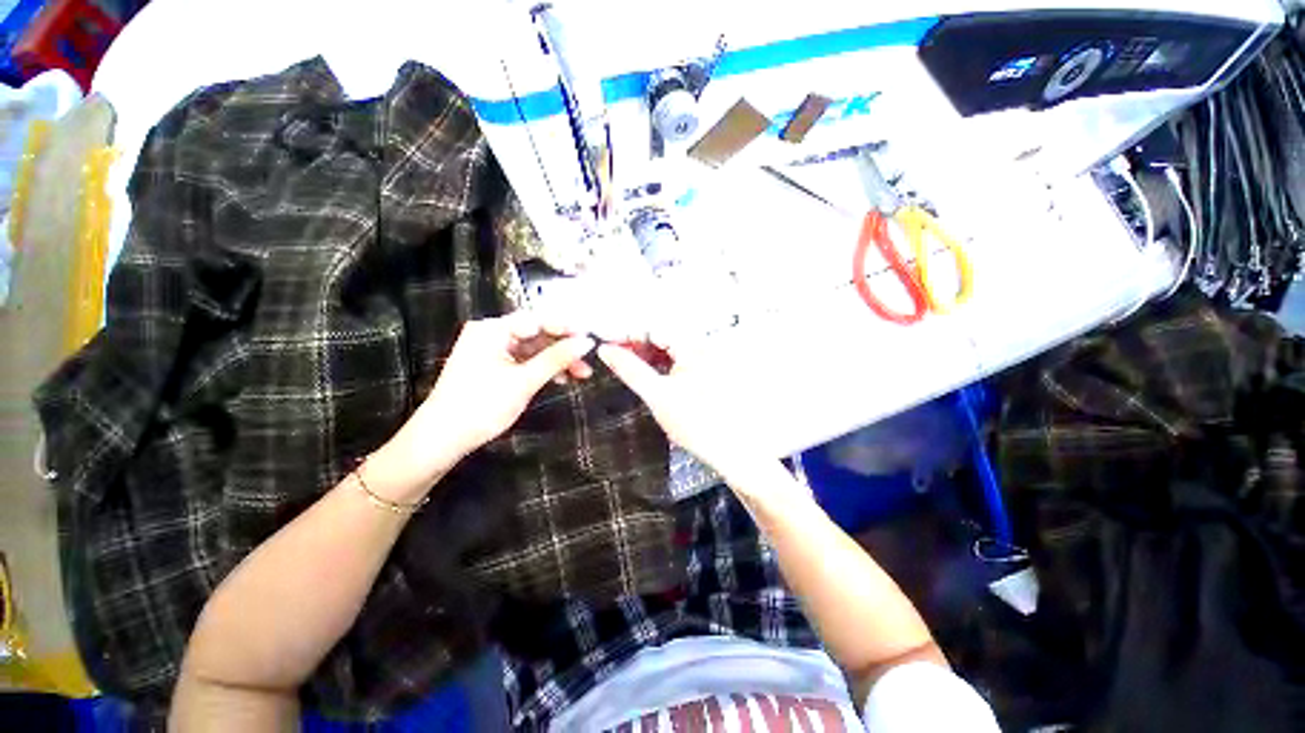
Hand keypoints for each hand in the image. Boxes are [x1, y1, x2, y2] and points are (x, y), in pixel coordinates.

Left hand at [374, 313, 594, 498]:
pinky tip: (561, 379)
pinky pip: (525, 360)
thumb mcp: (524, 381)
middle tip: (589, 361)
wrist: (442, 439)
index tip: (592, 338)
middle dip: (564, 348)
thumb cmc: (481, 406)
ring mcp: (492, 349)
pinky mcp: (494, 365)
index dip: (567, 328)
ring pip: (534, 349)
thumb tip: (587, 341)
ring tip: (582, 374)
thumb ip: (557, 358)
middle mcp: (492, 333)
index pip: (538, 320)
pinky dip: (543, 369)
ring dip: (557, 360)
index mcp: (493, 329)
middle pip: (537, 334)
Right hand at [597, 336, 758, 482]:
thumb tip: (606, 350)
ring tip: (625, 363)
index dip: (626, 332)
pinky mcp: (705, 371)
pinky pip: (677, 358)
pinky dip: (659, 363)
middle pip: (661, 334)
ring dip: (646, 352)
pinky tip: (647, 372)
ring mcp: (705, 358)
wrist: (732, 450)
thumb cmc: (697, 424)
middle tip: (612, 353)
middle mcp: (701, 346)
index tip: (604, 341)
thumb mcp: (657, 394)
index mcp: (692, 346)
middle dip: (635, 342)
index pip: (653, 327)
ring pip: (668, 347)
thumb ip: (630, 369)